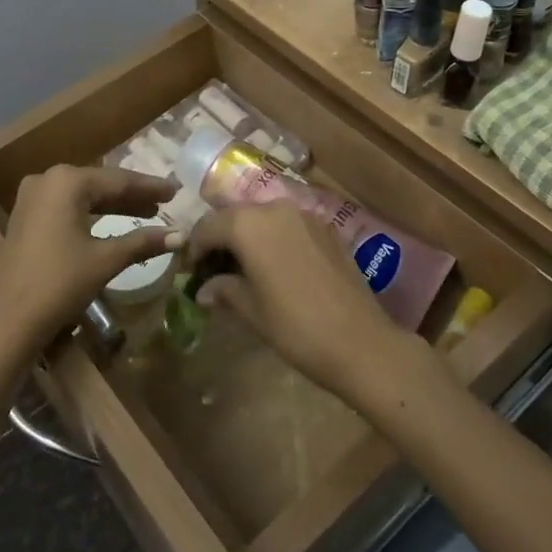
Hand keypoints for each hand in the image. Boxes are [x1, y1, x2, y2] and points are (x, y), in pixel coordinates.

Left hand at [0, 165, 177, 357]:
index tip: (176, 190)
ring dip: (113, 206)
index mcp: (66, 181)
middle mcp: (47, 180)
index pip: (118, 180)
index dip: (149, 186)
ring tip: (147, 212)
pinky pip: (67, 207)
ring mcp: (32, 197)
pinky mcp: (26, 217)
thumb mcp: (105, 260)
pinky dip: (91, 214)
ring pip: (83, 196)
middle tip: (165, 201)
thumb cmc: (60, 283)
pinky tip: (113, 223)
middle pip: (100, 184)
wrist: (9, 321)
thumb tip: (181, 235)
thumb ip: (143, 241)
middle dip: (132, 196)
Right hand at [187, 206, 407, 399]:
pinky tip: (276, 266)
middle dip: (220, 239)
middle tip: (213, 268)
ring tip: (243, 267)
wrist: (362, 342)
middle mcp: (274, 209)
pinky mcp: (326, 228)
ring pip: (262, 217)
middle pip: (235, 216)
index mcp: (248, 225)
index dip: (194, 248)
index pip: (208, 226)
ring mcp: (304, 215)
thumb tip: (203, 290)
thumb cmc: (296, 328)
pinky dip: (274, 238)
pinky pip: (288, 225)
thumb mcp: (252, 311)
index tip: (190, 271)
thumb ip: (224, 290)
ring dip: (248, 236)